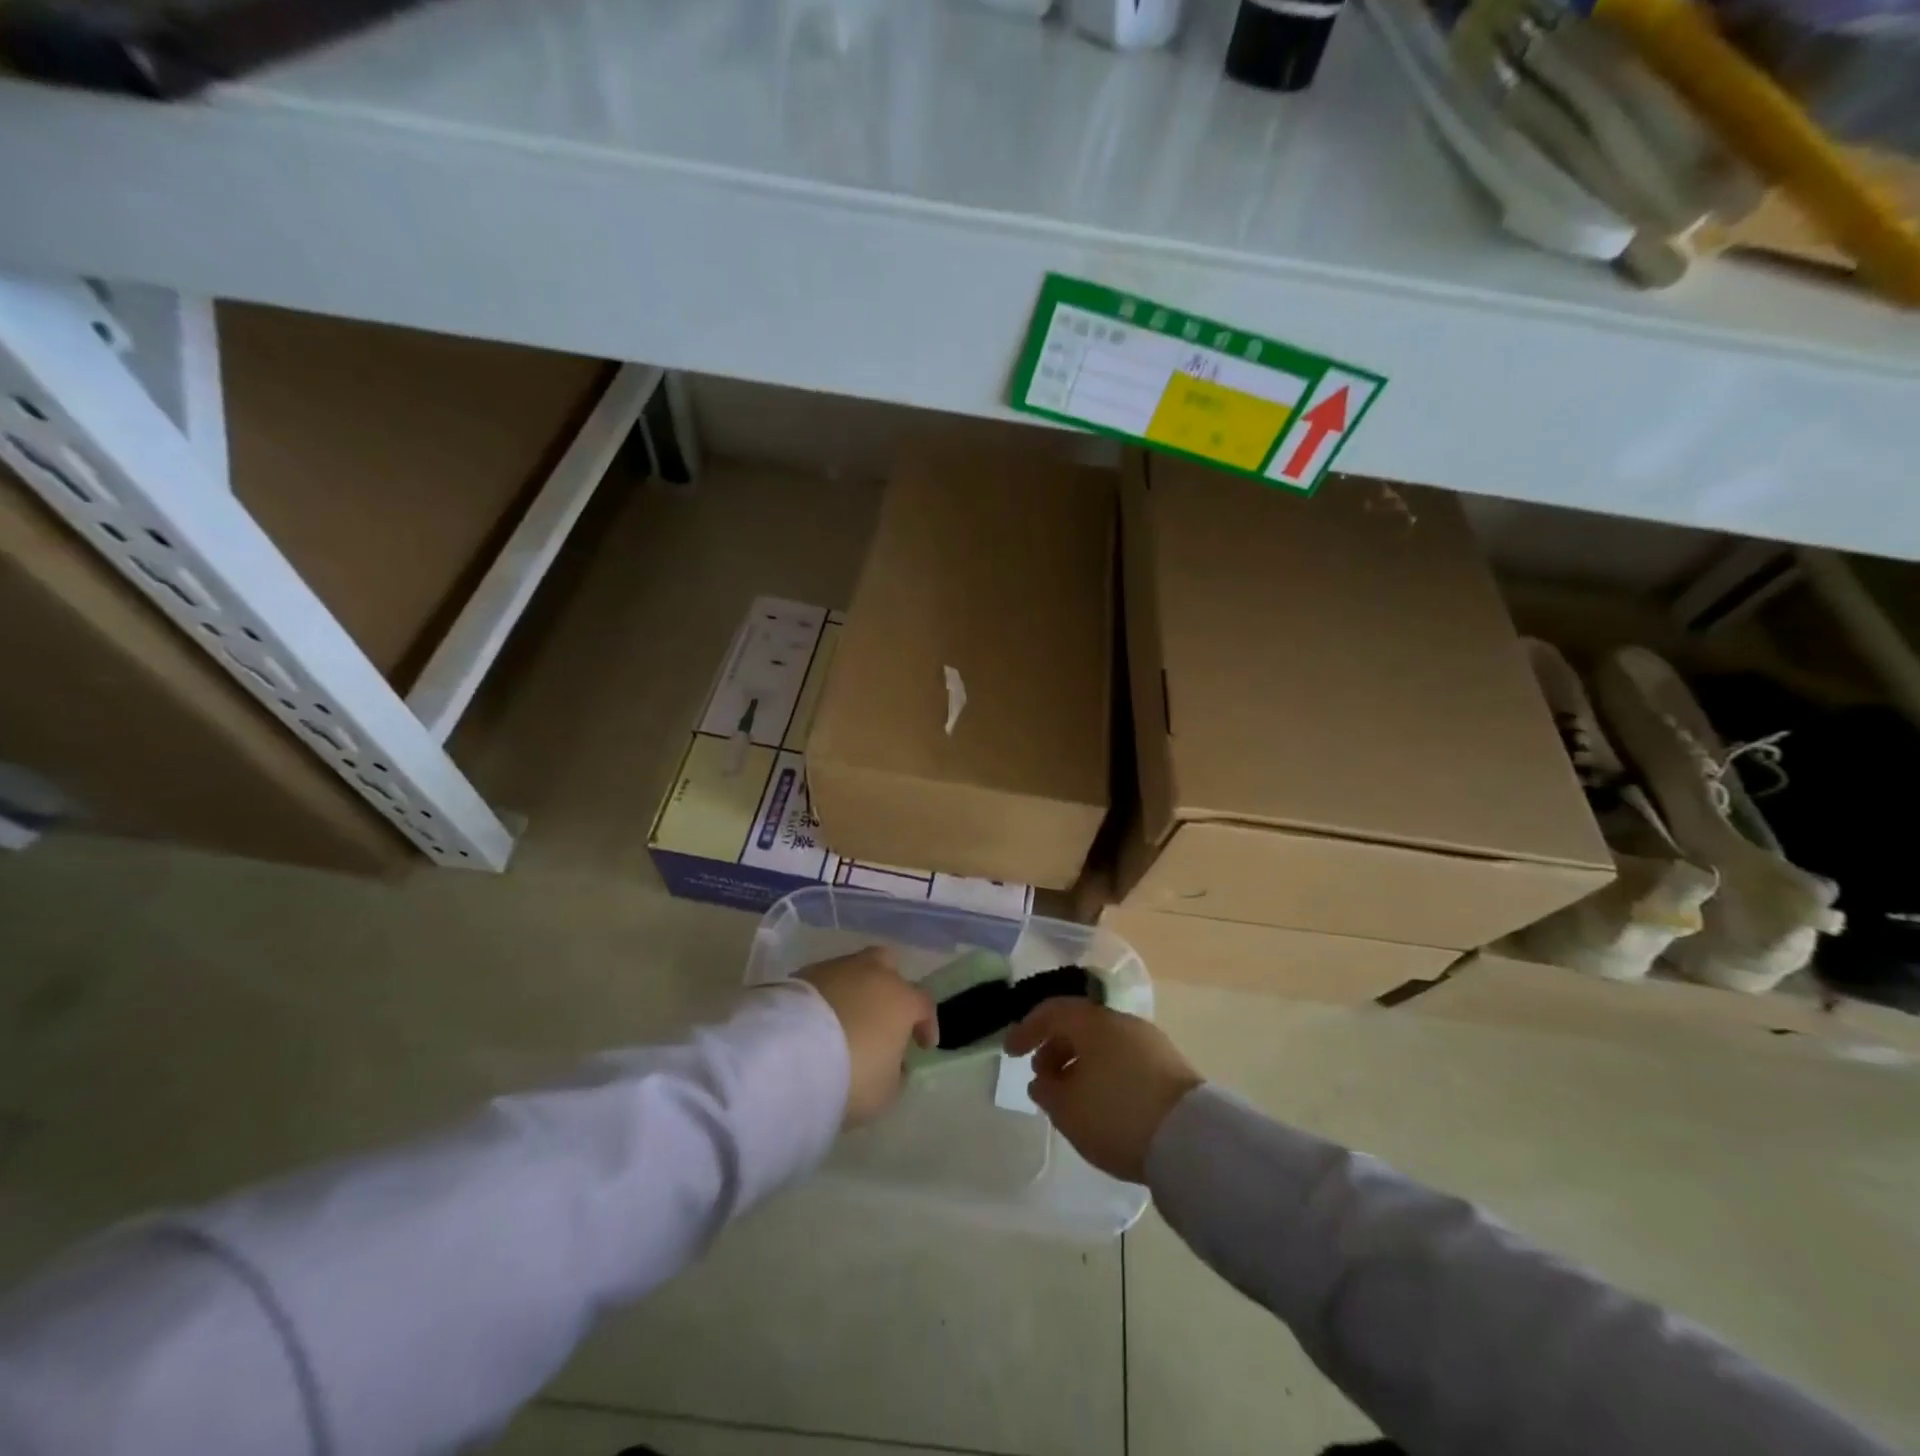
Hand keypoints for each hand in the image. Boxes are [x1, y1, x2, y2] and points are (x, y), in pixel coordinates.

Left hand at [797, 949, 936, 1127]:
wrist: (791, 1055)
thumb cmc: (852, 1074)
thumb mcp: (885, 1092)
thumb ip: (896, 1074)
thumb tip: (894, 1064)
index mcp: (900, 998)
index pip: (924, 1004)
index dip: (926, 1024)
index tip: (923, 1045)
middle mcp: (872, 974)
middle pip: (887, 966)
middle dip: (889, 986)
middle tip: (883, 1014)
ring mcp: (834, 969)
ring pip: (851, 971)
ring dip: (853, 991)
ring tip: (844, 1020)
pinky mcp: (801, 975)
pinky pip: (823, 983)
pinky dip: (825, 998)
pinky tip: (818, 1021)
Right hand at [1005, 1000, 1201, 1183]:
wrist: (1191, 1139)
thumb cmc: (1117, 1114)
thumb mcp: (1067, 1109)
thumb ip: (1046, 1091)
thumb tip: (1043, 1081)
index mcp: (1093, 1022)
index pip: (1052, 1012)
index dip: (1027, 1029)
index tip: (1010, 1052)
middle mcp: (1121, 1022)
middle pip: (1080, 1025)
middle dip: (1056, 1048)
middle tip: (1042, 1078)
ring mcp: (1150, 1042)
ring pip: (1104, 1043)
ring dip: (1081, 1062)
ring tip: (1072, 1096)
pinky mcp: (1169, 1067)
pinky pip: (1124, 1059)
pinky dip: (1105, 1072)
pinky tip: (1103, 1103)